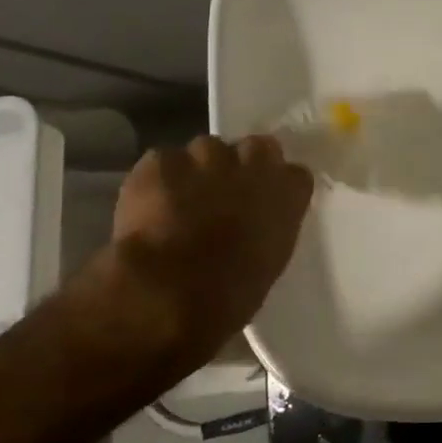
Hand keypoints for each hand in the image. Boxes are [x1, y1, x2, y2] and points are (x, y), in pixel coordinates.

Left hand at [77, 135, 313, 376]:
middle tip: (223, 193)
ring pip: (205, 150)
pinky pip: (161, 162)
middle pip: (255, 147)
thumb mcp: (268, 264)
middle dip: (242, 164)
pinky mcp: (160, 162)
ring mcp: (205, 156)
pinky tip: (147, 206)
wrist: (168, 293)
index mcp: (286, 194)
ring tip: (179, 201)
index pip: (294, 174)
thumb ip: (267, 231)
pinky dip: (156, 181)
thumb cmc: (229, 295)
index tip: (264, 203)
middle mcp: (252, 164)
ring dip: (197, 171)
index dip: (276, 186)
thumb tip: (253, 230)